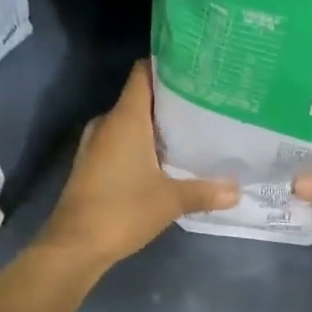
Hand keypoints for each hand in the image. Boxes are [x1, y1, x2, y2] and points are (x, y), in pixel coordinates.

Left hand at [42, 61, 236, 267]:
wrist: (74, 246)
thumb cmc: (122, 210)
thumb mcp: (171, 200)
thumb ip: (205, 191)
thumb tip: (237, 190)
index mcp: (125, 118)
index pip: (143, 73)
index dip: (167, 65)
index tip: (196, 68)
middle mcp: (108, 123)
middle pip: (141, 97)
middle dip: (171, 99)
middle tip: (206, 103)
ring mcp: (96, 145)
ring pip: (131, 123)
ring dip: (156, 126)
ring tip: (192, 130)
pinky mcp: (92, 165)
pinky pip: (121, 142)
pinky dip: (142, 145)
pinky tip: (166, 159)